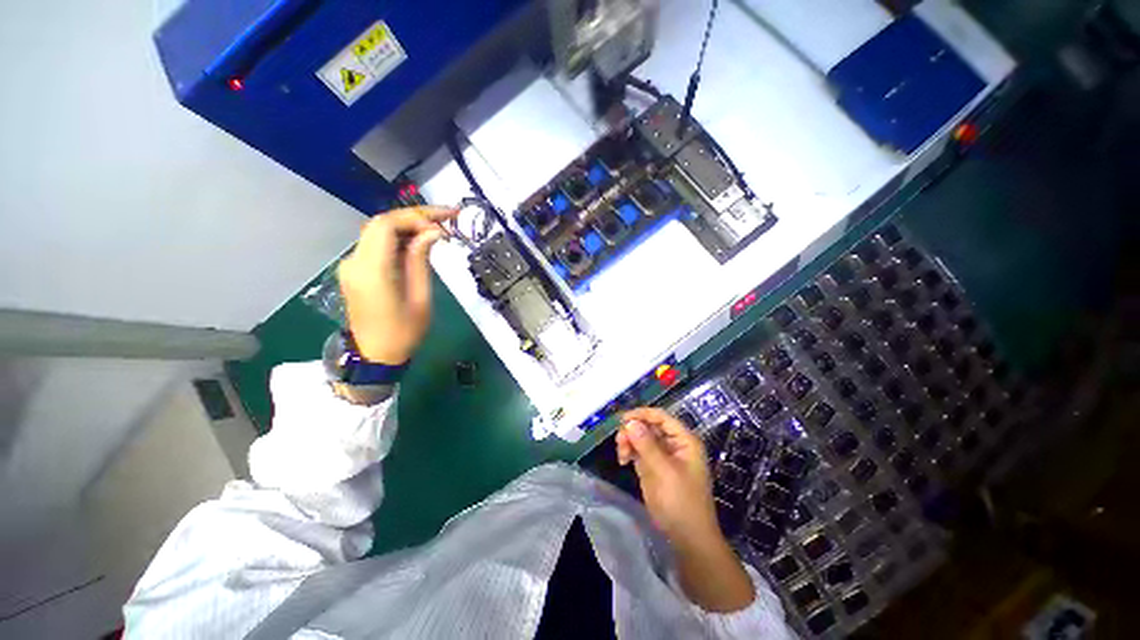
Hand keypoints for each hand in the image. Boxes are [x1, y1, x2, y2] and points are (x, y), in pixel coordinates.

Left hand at [337, 206, 456, 364]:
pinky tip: (420, 241)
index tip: (445, 222)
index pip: (386, 225)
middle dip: (415, 216)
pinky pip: (377, 244)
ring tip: (439, 227)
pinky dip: (399, 237)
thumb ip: (421, 260)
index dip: (416, 216)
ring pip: (379, 231)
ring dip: (409, 225)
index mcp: (371, 270)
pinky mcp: (355, 269)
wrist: (374, 354)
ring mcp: (351, 264)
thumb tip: (433, 232)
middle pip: (381, 223)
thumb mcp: (420, 297)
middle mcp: (354, 261)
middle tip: (448, 217)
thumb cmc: (403, 331)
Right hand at [616, 407, 718, 547]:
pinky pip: (637, 450)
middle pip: (648, 425)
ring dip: (628, 441)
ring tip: (622, 456)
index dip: (642, 414)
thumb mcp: (664, 472)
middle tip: (620, 443)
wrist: (687, 538)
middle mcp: (673, 443)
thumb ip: (647, 445)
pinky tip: (623, 461)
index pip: (661, 417)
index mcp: (684, 440)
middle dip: (632, 431)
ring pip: (640, 437)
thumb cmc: (682, 502)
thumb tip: (630, 422)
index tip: (622, 419)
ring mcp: (662, 455)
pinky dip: (629, 451)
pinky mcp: (652, 466)